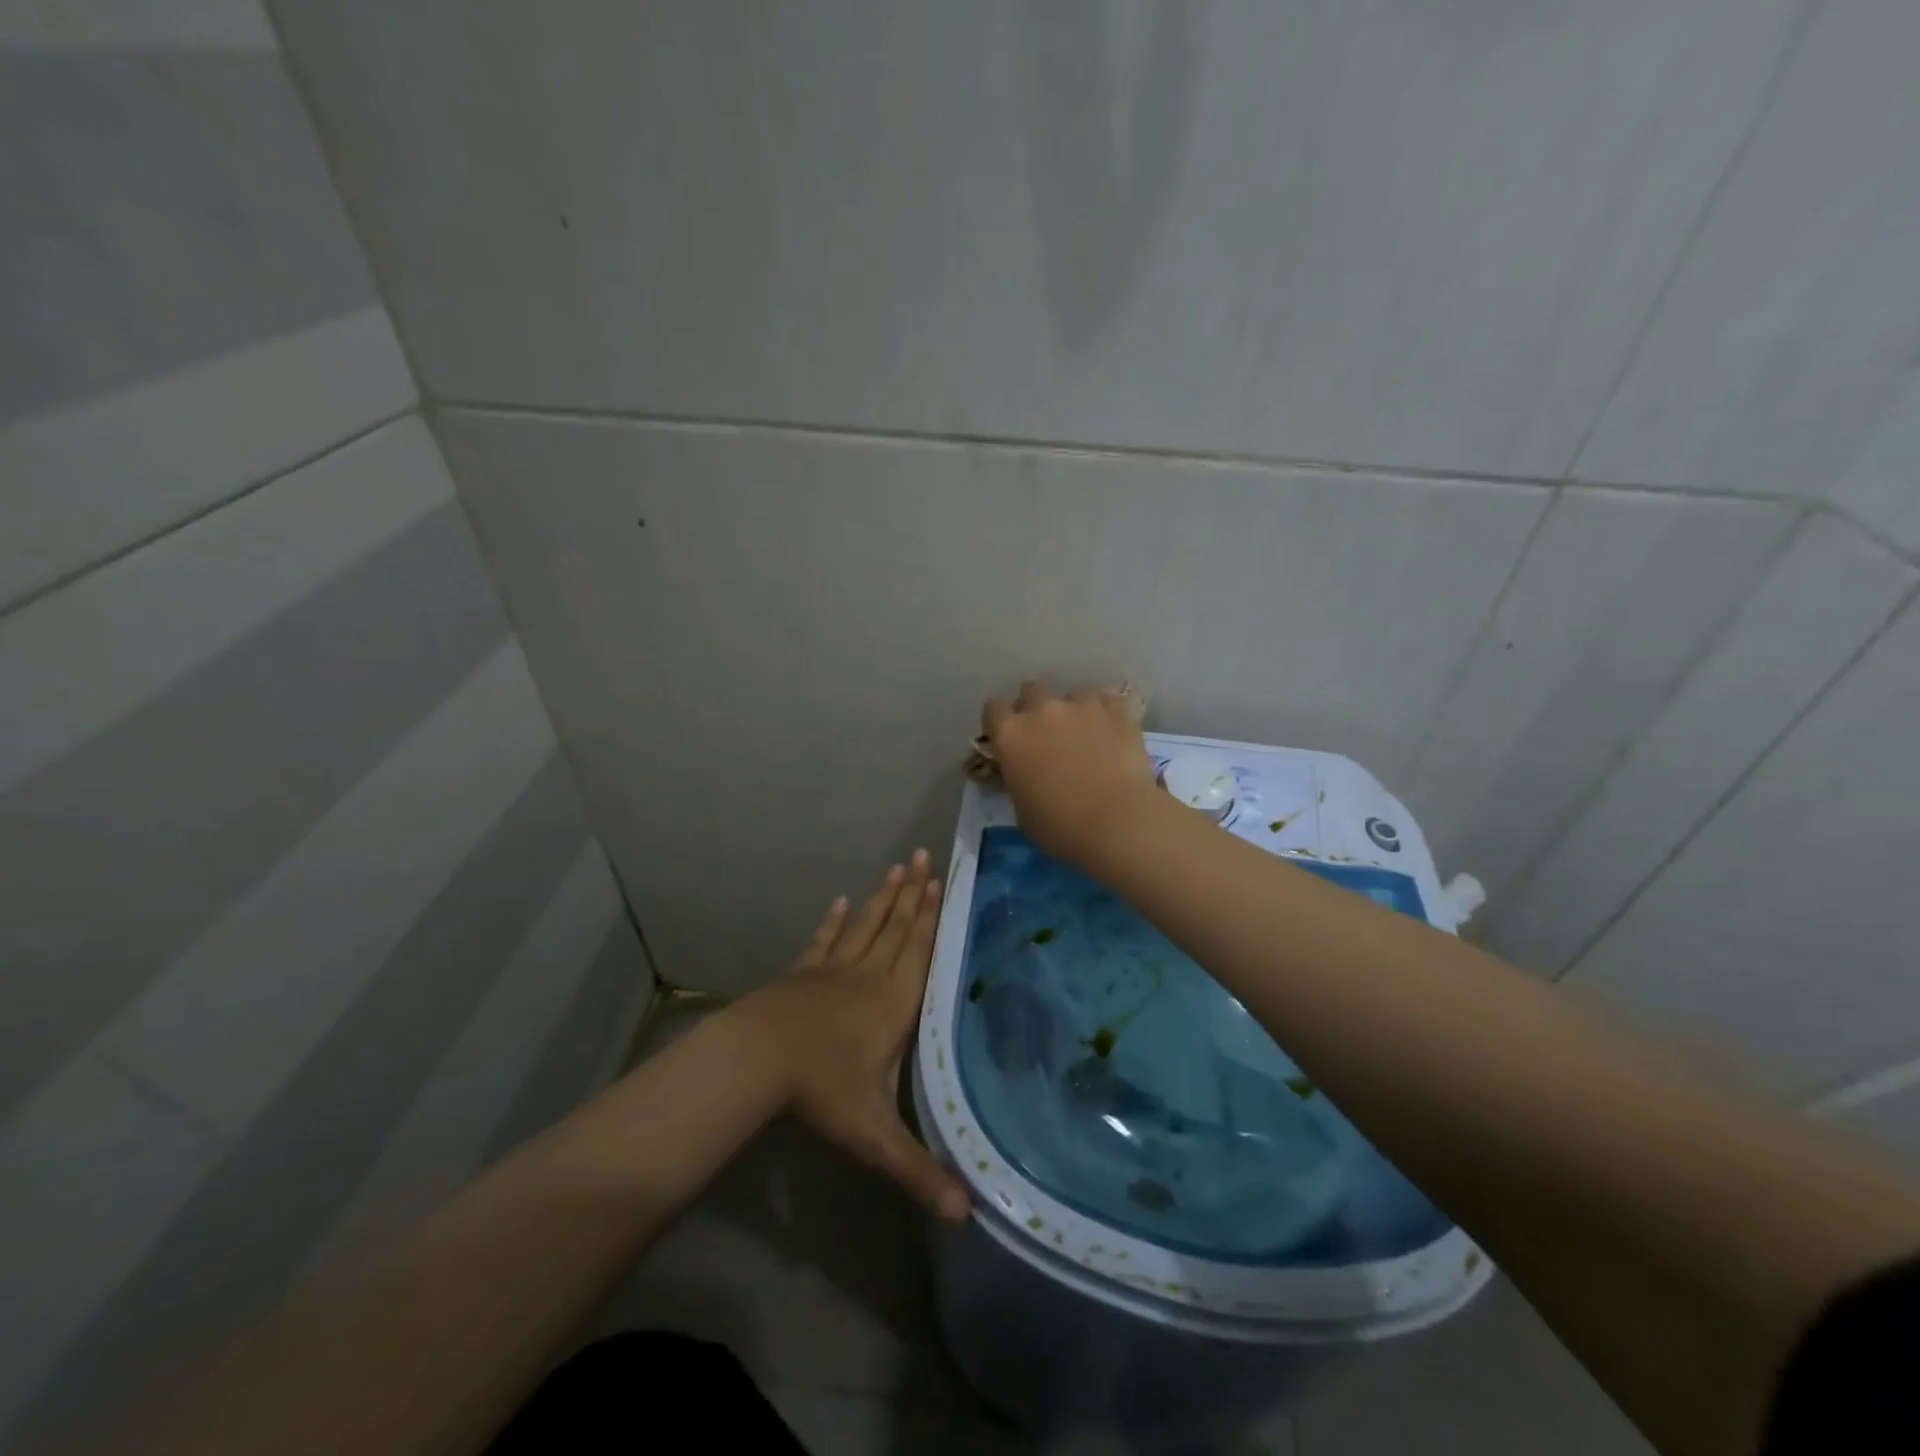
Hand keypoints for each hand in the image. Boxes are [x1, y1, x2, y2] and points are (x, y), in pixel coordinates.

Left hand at [736, 851, 969, 1221]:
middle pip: (897, 928)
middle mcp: (869, 977)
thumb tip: (966, 1216)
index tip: (943, 883)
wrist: (757, 1059)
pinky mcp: (802, 974)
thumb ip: (918, 1170)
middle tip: (926, 856)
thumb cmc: (822, 1090)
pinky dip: (835, 921)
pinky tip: (841, 902)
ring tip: (898, 867)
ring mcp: (833, 971)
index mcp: (894, 1004)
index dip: (933, 918)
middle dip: (914, 894)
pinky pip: (825, 941)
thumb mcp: (874, 1134)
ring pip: (866, 927)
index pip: (921, 952)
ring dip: (883, 897)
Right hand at [982, 680, 1159, 864]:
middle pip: (1032, 690)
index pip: (993, 708)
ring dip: (1075, 711)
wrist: (1116, 822)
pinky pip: (1108, 702)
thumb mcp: (1022, 809)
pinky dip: (1108, 715)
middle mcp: (1042, 710)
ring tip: (1088, 735)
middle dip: (1036, 707)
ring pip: (1074, 694)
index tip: (1009, 737)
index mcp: (1010, 735)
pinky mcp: (1116, 710)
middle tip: (1047, 733)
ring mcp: (1081, 705)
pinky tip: (1114, 734)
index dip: (1000, 721)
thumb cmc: (1060, 826)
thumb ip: (1018, 779)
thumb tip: (1025, 773)